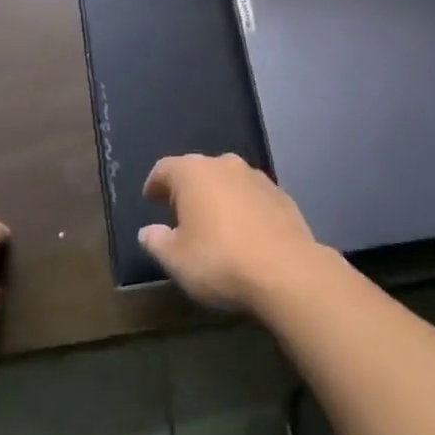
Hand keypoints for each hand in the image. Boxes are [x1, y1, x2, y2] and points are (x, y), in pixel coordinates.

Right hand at [139, 153, 323, 313]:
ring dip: (217, 195)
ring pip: (227, 179)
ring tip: (212, 222)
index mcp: (194, 173)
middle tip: (179, 212)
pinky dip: (242, 206)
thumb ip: (157, 242)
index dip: (155, 183)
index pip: (165, 168)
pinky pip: (251, 194)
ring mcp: (256, 177)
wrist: (286, 270)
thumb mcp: (176, 260)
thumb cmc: (220, 260)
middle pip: (197, 169)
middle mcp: (224, 164)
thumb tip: (147, 231)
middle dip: (186, 188)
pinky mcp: (280, 194)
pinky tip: (243, 230)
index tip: (150, 199)